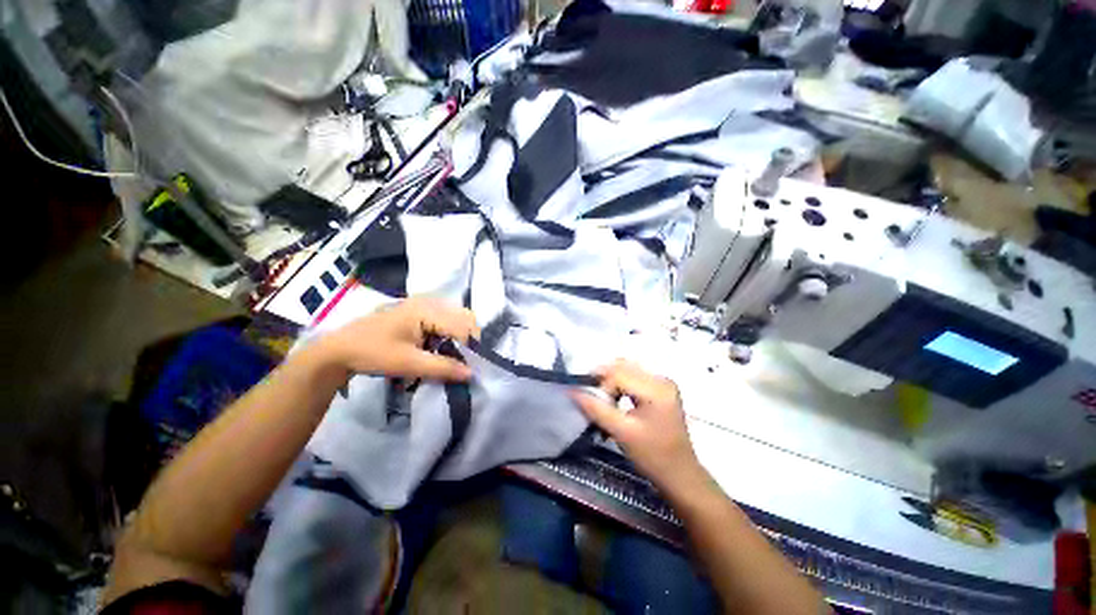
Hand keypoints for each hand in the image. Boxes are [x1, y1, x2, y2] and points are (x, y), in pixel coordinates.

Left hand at [313, 296, 479, 381]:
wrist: (339, 349)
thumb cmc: (373, 353)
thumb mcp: (409, 364)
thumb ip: (442, 368)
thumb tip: (471, 374)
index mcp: (427, 310)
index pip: (463, 327)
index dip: (469, 348)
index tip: (466, 368)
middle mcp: (430, 301)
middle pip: (465, 317)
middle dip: (468, 340)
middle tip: (460, 361)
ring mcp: (425, 304)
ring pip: (458, 318)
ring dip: (460, 337)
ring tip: (450, 356)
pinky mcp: (420, 310)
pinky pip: (446, 319)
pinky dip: (450, 334)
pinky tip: (439, 348)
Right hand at [572, 361, 703, 491]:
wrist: (680, 475)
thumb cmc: (653, 456)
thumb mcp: (621, 433)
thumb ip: (596, 409)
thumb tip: (572, 391)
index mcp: (656, 389)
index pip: (619, 374)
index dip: (601, 386)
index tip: (592, 404)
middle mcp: (661, 379)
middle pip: (623, 368)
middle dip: (604, 381)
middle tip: (593, 399)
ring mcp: (663, 383)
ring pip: (627, 370)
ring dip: (611, 383)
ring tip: (604, 401)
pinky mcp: (661, 389)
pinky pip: (634, 377)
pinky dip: (621, 386)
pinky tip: (616, 401)